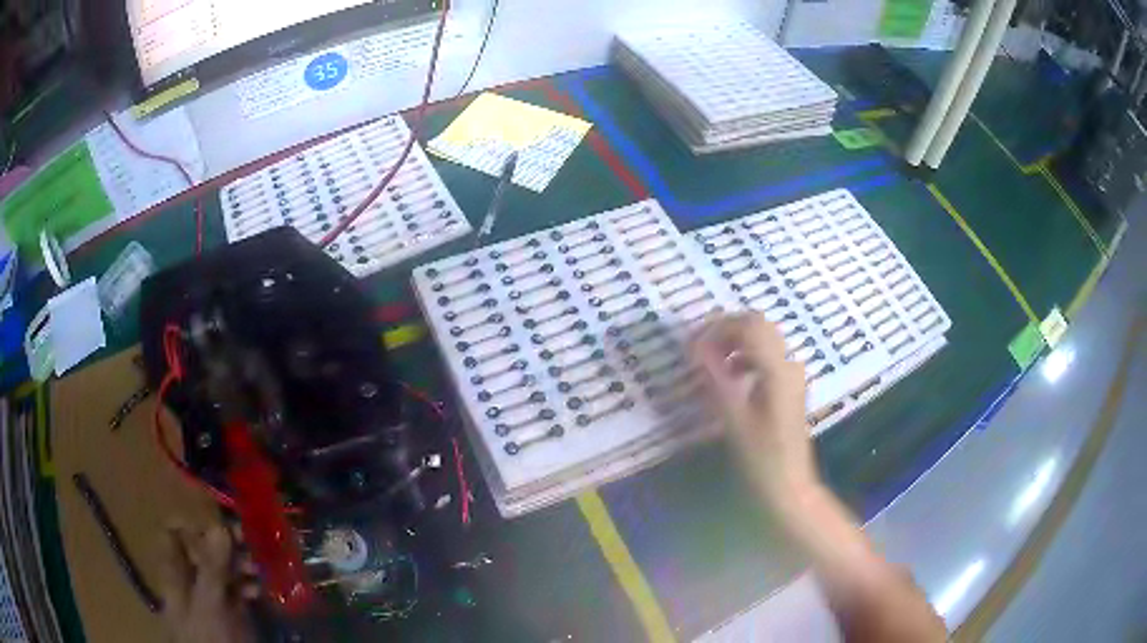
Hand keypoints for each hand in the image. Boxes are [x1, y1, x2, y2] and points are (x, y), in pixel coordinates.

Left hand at [159, 520, 257, 642]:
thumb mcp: (208, 604)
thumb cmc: (206, 636)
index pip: (175, 534)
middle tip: (249, 544)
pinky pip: (236, 590)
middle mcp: (190, 579)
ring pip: (222, 569)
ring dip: (240, 564)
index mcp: (175, 571)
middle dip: (226, 545)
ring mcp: (210, 597)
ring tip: (257, 569)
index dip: (195, 526)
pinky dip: (247, 585)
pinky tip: (259, 590)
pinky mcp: (229, 613)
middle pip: (202, 549)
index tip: (221, 527)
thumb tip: (220, 526)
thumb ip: (212, 568)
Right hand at [691, 313, 819, 506]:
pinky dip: (744, 357)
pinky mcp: (789, 386)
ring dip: (734, 343)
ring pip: (763, 339)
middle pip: (759, 326)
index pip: (749, 326)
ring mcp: (792, 375)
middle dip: (726, 330)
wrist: (789, 485)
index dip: (717, 327)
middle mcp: (789, 364)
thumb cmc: (760, 457)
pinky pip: (766, 357)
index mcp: (778, 370)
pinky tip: (728, 378)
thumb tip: (695, 346)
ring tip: (708, 363)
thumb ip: (715, 377)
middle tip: (698, 347)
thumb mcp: (734, 418)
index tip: (692, 344)